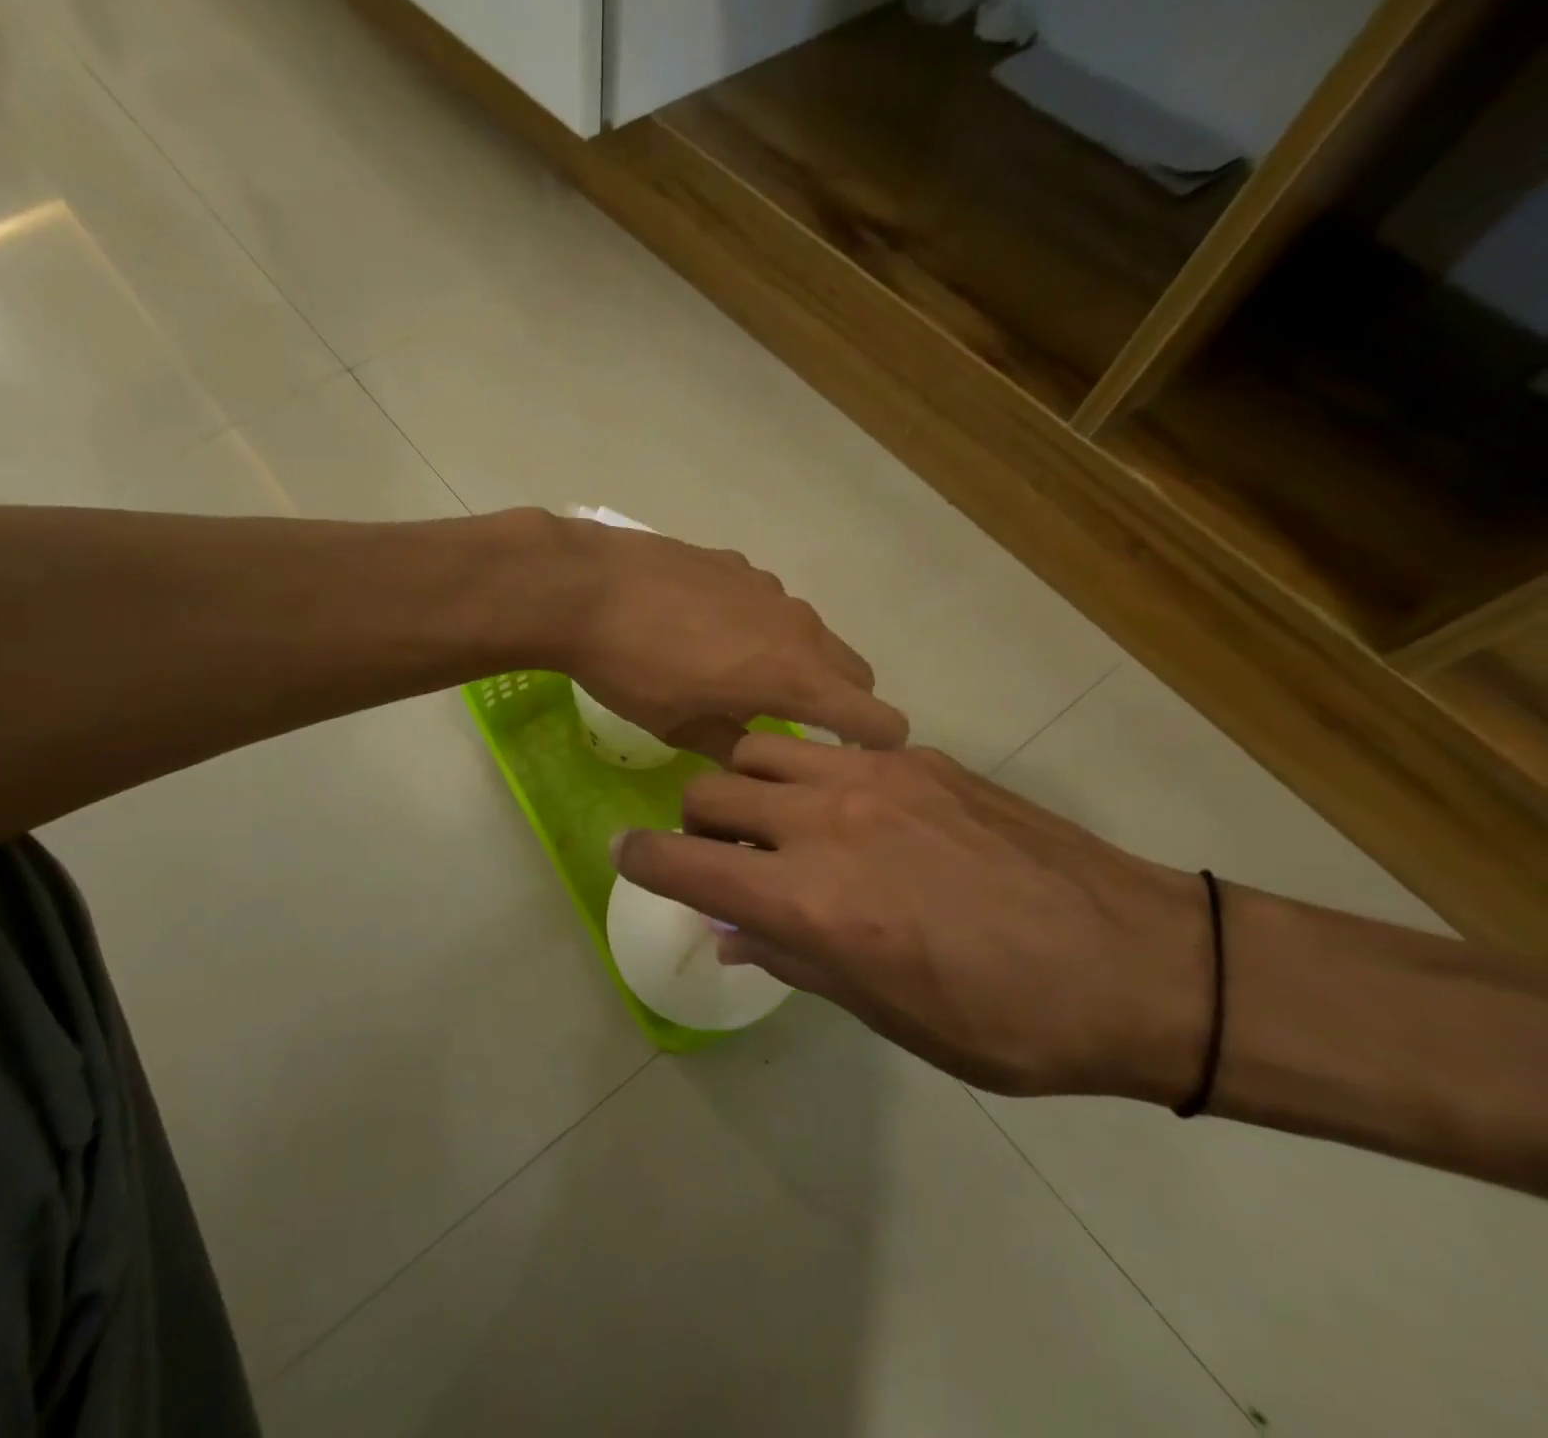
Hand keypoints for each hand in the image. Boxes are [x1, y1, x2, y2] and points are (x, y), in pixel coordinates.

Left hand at [550, 517, 907, 753]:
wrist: (583, 587)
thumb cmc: (630, 670)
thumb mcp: (679, 727)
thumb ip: (730, 745)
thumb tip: (753, 758)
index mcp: (794, 676)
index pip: (876, 716)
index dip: (878, 745)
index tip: (851, 761)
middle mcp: (798, 625)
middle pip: (853, 670)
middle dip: (840, 702)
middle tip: (794, 725)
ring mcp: (768, 587)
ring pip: (810, 632)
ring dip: (796, 661)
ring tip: (740, 677)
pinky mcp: (736, 562)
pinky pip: (767, 603)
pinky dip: (758, 626)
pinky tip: (704, 631)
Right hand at [612, 734, 1211, 1100]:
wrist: (1142, 963)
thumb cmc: (1005, 1019)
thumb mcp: (886, 1013)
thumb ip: (792, 960)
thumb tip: (729, 932)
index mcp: (812, 901)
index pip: (684, 865)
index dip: (641, 860)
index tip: (626, 855)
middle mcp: (826, 824)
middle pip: (710, 793)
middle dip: (695, 826)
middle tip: (722, 856)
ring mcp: (874, 779)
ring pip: (760, 750)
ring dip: (747, 785)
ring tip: (778, 820)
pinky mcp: (919, 761)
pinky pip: (829, 749)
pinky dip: (809, 775)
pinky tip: (853, 812)